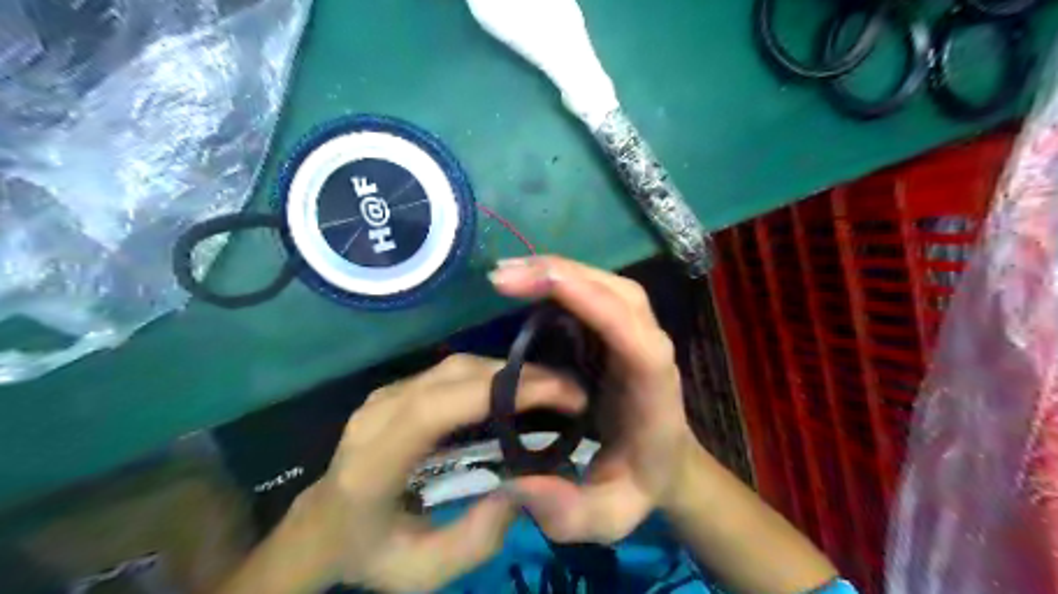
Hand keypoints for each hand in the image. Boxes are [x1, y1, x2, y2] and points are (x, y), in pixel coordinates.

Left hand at [269, 355, 587, 591]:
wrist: (321, 526)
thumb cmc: (368, 553)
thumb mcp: (422, 571)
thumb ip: (476, 537)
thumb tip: (529, 486)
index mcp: (372, 462)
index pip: (433, 409)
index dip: (496, 391)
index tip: (555, 393)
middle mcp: (375, 415)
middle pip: (452, 376)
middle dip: (518, 376)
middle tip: (570, 391)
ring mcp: (384, 395)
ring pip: (455, 366)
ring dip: (508, 372)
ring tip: (553, 389)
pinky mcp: (396, 389)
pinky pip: (450, 372)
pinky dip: (491, 375)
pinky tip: (518, 390)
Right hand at [489, 256, 700, 542]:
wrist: (664, 462)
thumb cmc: (639, 483)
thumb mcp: (607, 516)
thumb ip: (567, 512)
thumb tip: (516, 485)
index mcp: (653, 386)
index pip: (630, 330)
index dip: (588, 299)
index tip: (534, 284)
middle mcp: (651, 347)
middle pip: (617, 292)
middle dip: (562, 275)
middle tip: (503, 277)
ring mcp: (637, 333)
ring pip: (606, 284)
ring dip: (558, 270)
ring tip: (507, 275)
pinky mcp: (619, 330)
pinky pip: (595, 293)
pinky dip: (562, 280)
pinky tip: (526, 283)